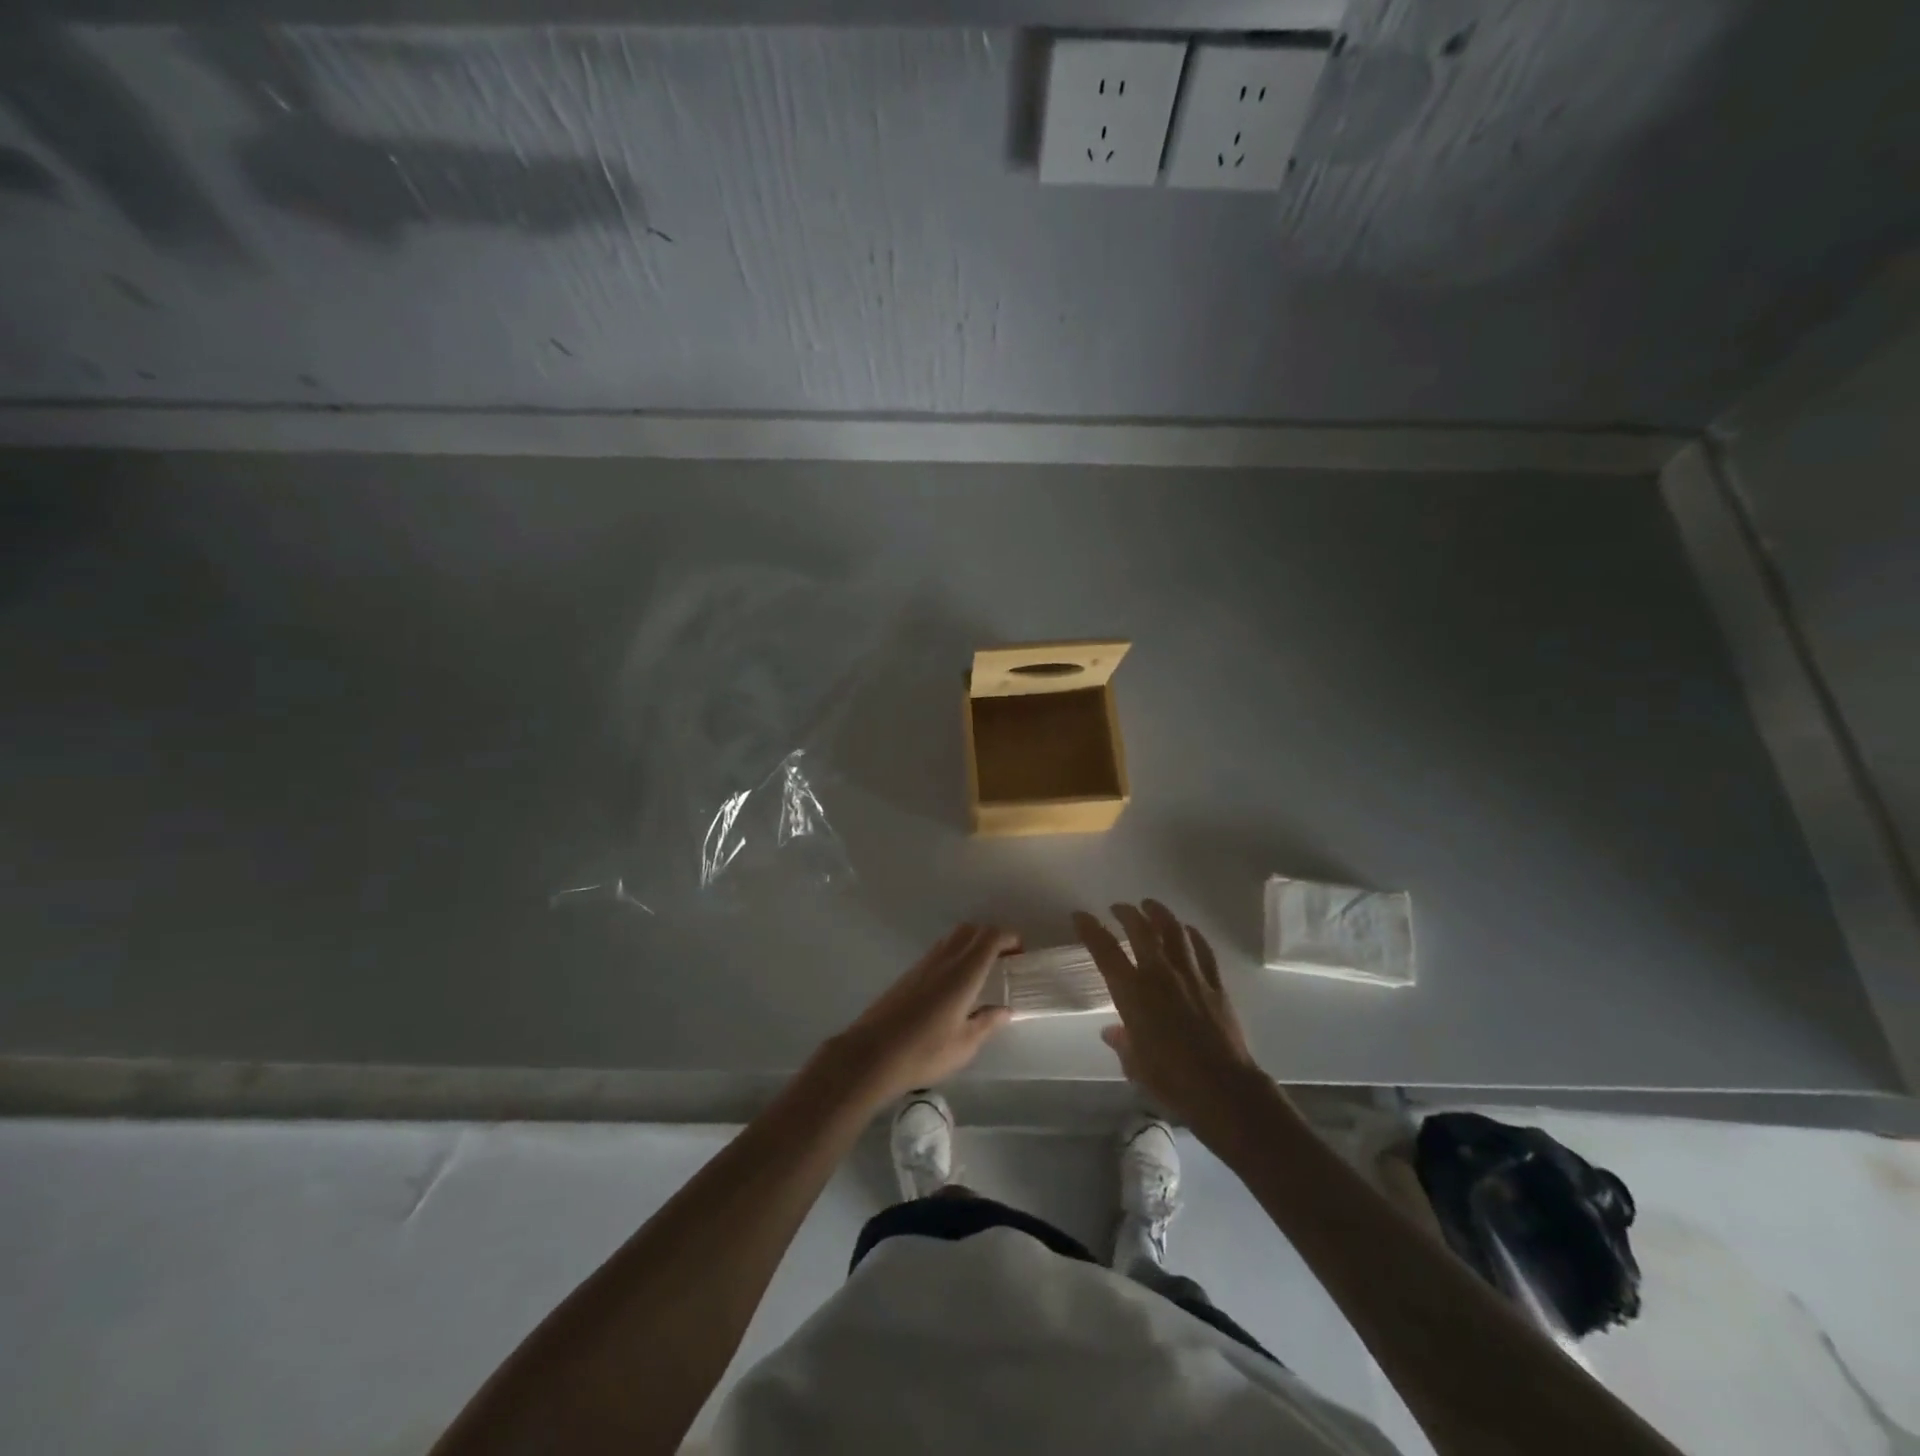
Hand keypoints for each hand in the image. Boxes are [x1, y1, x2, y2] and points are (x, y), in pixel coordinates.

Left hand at [827, 924, 1018, 1105]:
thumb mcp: (964, 1045)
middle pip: (972, 930)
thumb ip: (987, 1023)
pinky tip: (956, 985)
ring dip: (972, 944)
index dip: (1009, 938)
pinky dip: (955, 954)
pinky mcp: (909, 973)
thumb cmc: (924, 1051)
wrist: (871, 1054)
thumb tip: (1005, 1010)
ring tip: (983, 972)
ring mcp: (923, 963)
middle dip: (992, 937)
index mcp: (963, 972)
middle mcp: (944, 959)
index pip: (990, 937)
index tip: (1020, 953)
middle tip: (1004, 961)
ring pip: (953, 938)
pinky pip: (939, 951)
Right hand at [1073, 900, 1271, 1149]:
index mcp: (1133, 993)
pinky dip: (1193, 936)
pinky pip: (1203, 951)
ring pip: (1174, 932)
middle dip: (1126, 913)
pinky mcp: (1215, 984)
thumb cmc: (1171, 1080)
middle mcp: (1159, 975)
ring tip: (1150, 905)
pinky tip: (1188, 930)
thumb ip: (1123, 1043)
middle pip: (1141, 931)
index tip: (1080, 915)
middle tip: (1118, 907)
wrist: (1223, 1089)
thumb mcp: (1136, 1065)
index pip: (1105, 952)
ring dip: (1159, 914)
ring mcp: (1190, 976)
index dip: (1091, 930)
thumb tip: (1113, 1032)